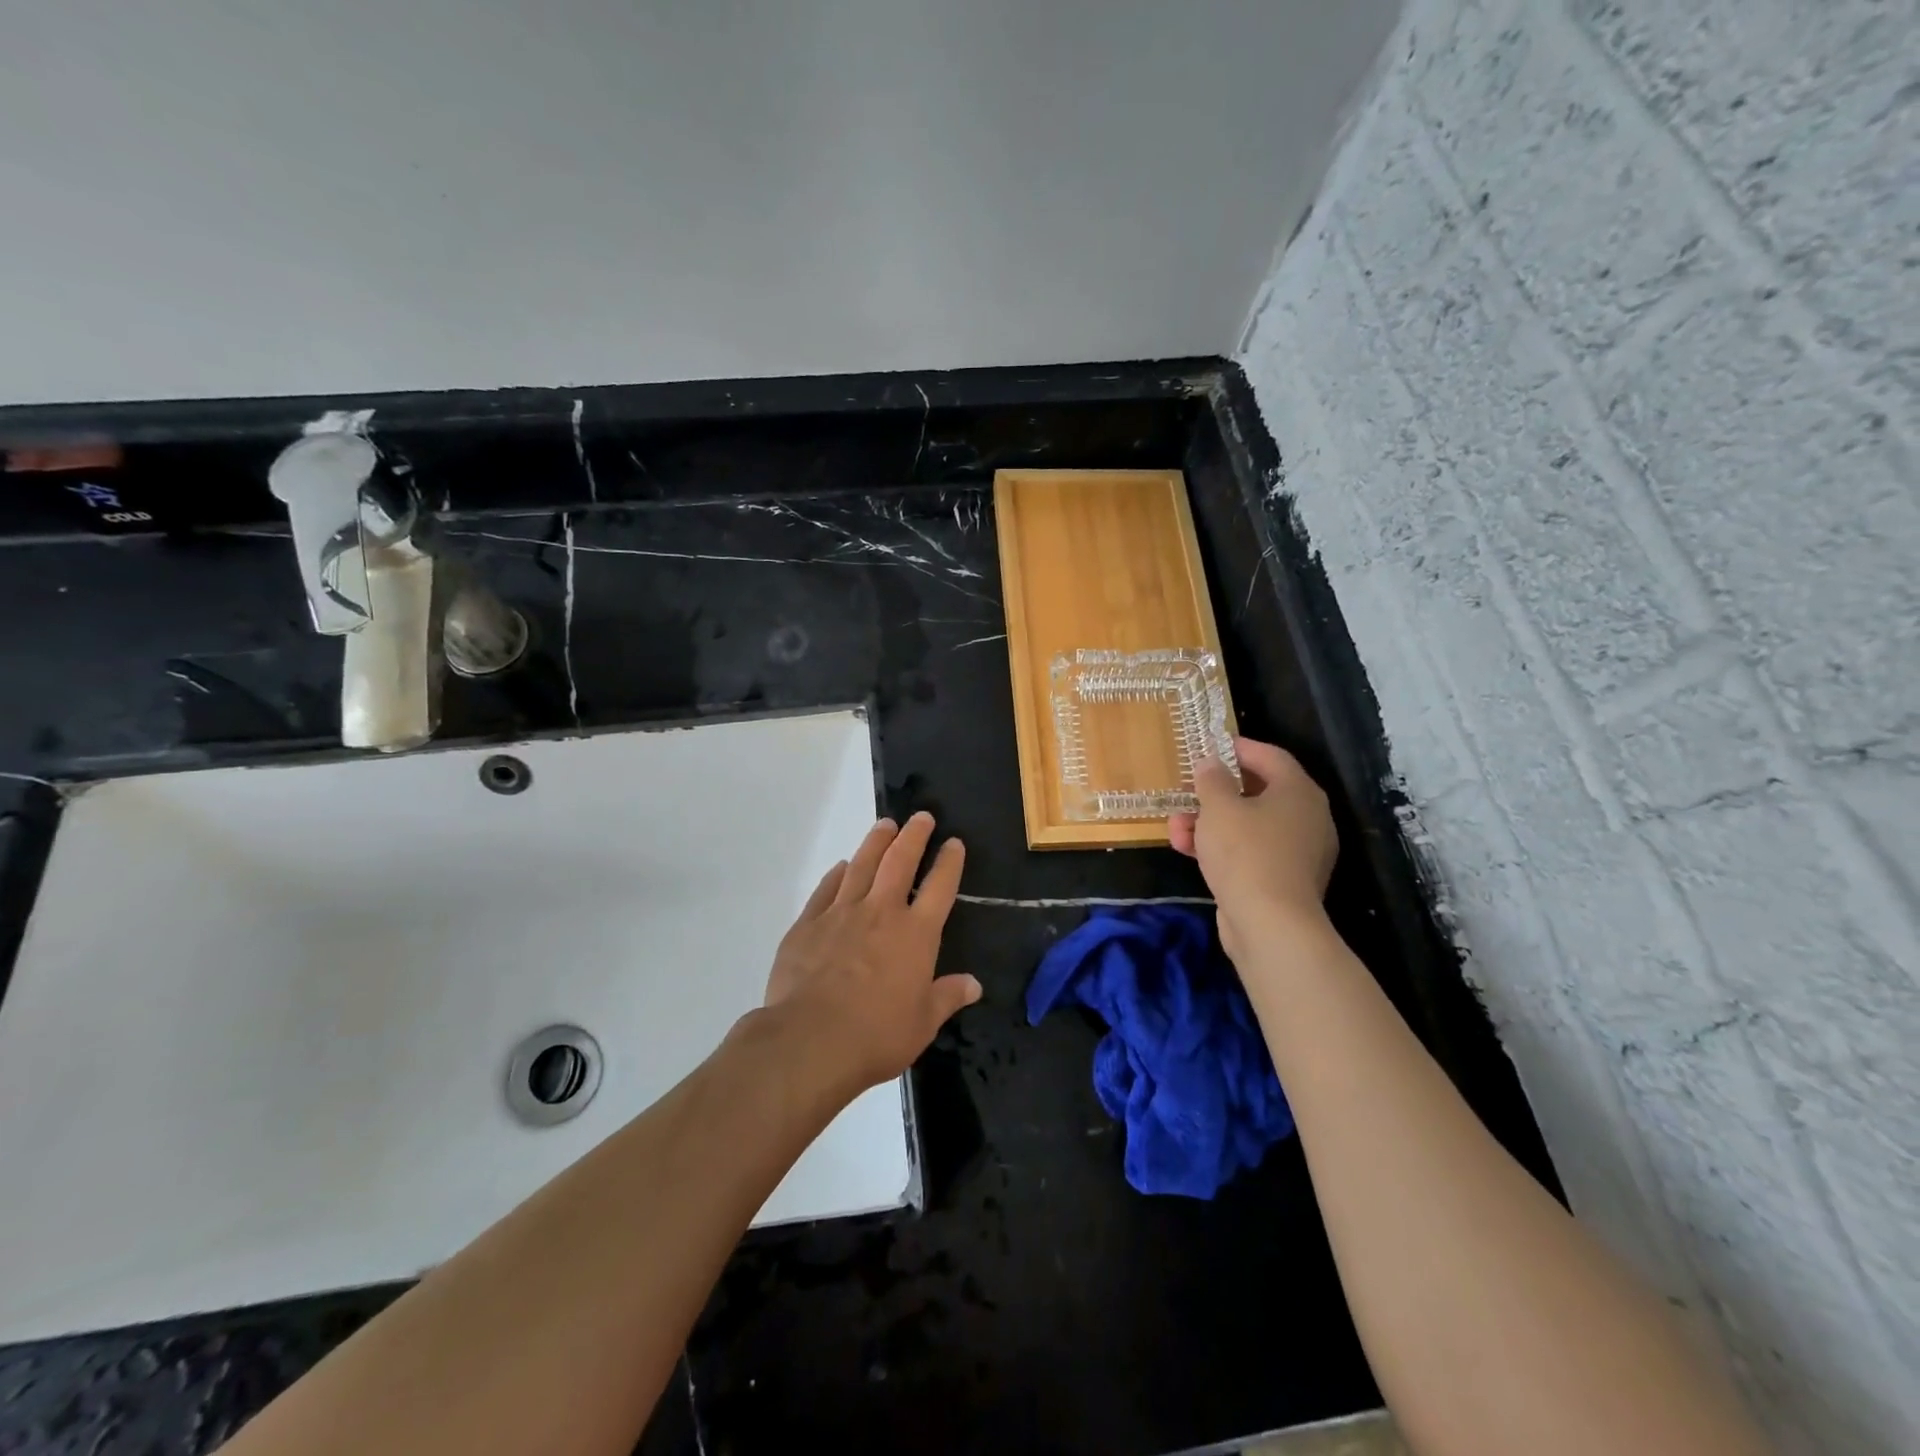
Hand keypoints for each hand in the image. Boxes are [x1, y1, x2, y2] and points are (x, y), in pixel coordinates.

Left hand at [762, 811, 981, 1092]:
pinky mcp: (808, 924)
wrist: (811, 1040)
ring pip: (861, 866)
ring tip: (885, 825)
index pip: (940, 887)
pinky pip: (825, 890)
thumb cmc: (877, 1035)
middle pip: (900, 862)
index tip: (954, 843)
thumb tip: (974, 984)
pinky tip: (840, 866)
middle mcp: (881, 912)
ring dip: (876, 842)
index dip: (949, 862)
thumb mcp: (923, 1023)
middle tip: (921, 816)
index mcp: (916, 934)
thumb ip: (948, 997)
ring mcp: (841, 913)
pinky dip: (836, 874)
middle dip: (914, 836)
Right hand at [1169, 737, 1337, 962]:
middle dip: (1213, 793)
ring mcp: (1296, 851)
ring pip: (1248, 825)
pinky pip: (1249, 852)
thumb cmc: (1245, 853)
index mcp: (1299, 792)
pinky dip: (1221, 847)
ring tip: (1176, 829)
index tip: (1210, 746)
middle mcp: (1306, 818)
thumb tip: (1210, 763)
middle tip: (1186, 791)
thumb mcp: (1219, 808)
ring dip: (1209, 823)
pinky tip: (1188, 851)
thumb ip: (1211, 780)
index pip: (1271, 756)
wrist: (1270, 924)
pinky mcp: (1282, 879)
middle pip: (1256, 793)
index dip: (1238, 748)